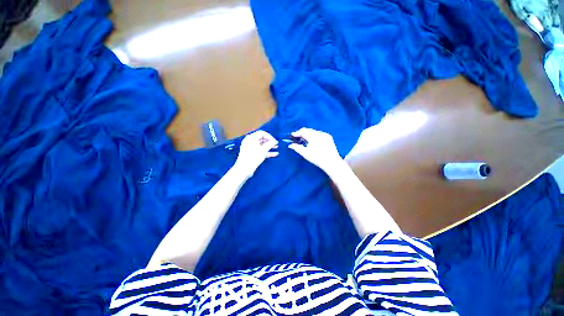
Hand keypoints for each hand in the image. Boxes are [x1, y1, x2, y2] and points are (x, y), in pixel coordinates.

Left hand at [234, 130, 278, 177]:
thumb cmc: (253, 157)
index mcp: (251, 138)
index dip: (270, 136)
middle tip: (276, 144)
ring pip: (261, 145)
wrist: (244, 169)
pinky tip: (274, 154)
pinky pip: (260, 150)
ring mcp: (250, 148)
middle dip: (270, 141)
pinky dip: (267, 151)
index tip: (275, 141)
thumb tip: (274, 141)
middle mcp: (250, 141)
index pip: (262, 133)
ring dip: (269, 146)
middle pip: (262, 139)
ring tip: (276, 148)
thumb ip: (270, 144)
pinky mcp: (252, 154)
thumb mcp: (264, 149)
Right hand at [288, 128, 343, 172]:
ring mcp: (325, 134)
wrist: (332, 162)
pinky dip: (314, 135)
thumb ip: (297, 148)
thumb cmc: (317, 159)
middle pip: (308, 130)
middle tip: (296, 137)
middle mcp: (320, 134)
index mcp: (314, 137)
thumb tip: (290, 145)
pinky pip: (319, 133)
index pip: (303, 131)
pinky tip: (312, 140)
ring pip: (313, 131)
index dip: (297, 132)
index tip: (292, 135)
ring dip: (307, 133)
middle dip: (302, 132)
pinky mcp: (328, 136)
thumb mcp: (305, 154)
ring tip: (303, 139)